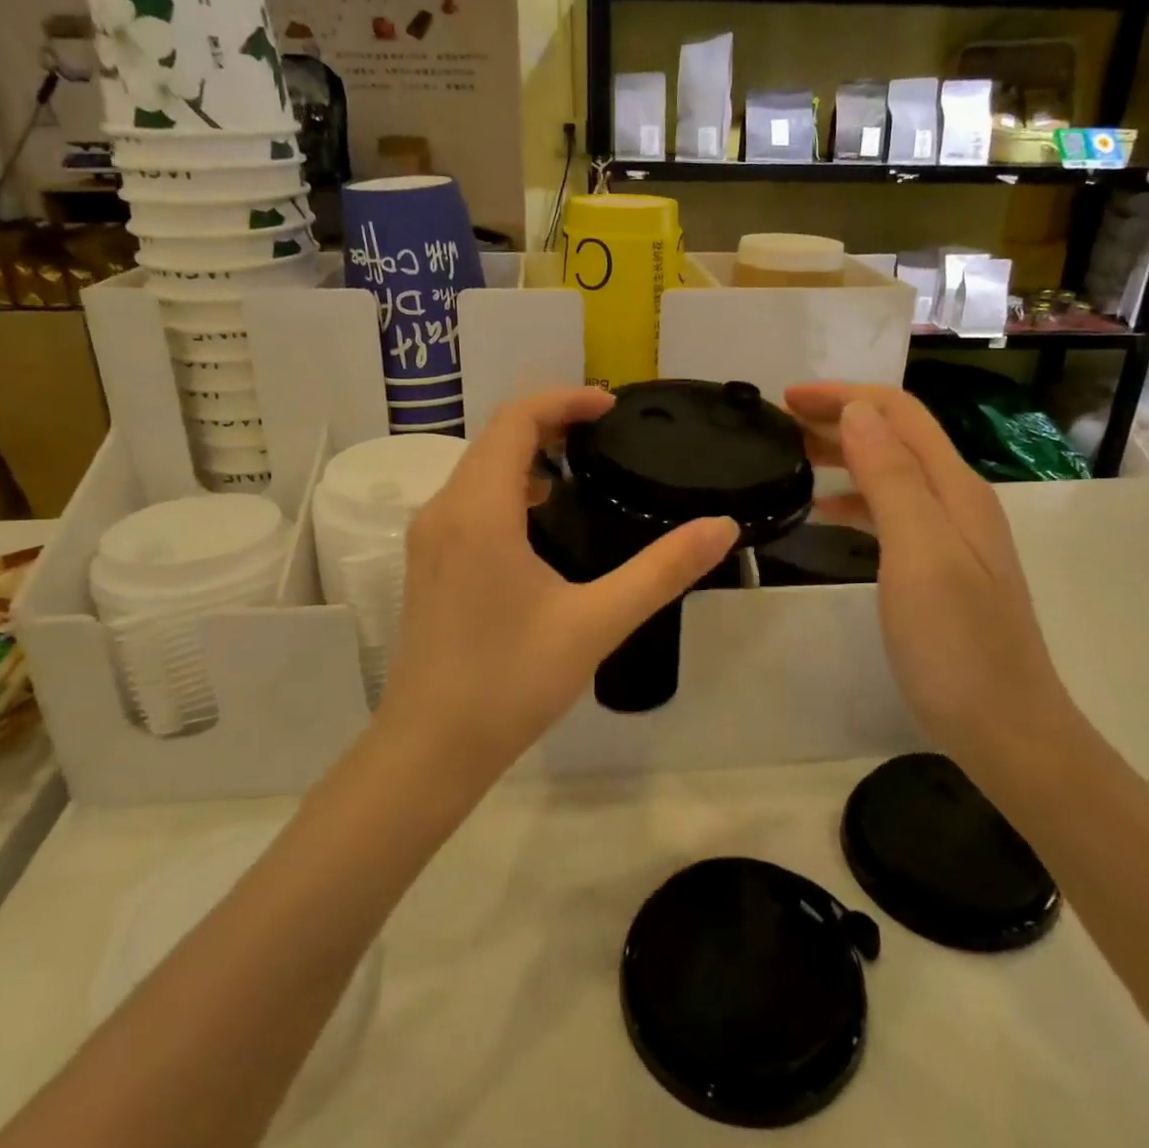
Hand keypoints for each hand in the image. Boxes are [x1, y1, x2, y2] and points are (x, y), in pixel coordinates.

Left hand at [377, 387, 738, 786]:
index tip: (612, 407)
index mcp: (479, 509)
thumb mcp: (596, 622)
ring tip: (583, 470)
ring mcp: (428, 538)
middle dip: (550, 421)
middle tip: (607, 435)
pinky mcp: (426, 564)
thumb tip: (722, 526)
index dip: (564, 398)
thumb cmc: (510, 681)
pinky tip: (543, 522)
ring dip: (527, 454)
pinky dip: (508, 487)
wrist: (429, 749)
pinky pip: (468, 500)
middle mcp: (443, 509)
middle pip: (495, 437)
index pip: (516, 418)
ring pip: (479, 469)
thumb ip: (662, 570)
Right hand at [784, 383, 1073, 759]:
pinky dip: (853, 499)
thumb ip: (890, 478)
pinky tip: (824, 513)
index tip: (787, 398)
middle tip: (779, 424)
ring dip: (843, 454)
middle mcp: (957, 500)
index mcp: (955, 488)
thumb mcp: (918, 553)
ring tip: (792, 458)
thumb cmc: (956, 644)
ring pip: (890, 472)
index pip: (899, 414)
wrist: (1006, 728)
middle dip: (839, 418)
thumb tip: (858, 412)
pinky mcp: (938, 567)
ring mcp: (950, 536)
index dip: (844, 396)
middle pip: (895, 437)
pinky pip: (890, 511)